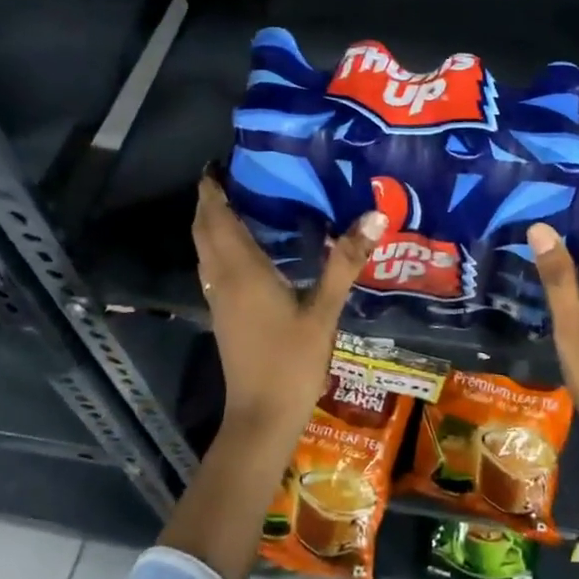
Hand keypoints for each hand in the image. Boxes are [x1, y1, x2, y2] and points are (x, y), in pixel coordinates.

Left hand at [192, 175, 385, 442]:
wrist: (261, 417)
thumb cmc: (291, 361)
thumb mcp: (325, 310)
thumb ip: (345, 262)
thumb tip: (374, 216)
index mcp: (241, 269)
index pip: (215, 216)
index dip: (212, 187)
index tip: (221, 161)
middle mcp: (222, 278)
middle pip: (204, 229)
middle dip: (211, 199)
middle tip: (236, 175)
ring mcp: (218, 299)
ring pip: (205, 249)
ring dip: (213, 222)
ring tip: (242, 201)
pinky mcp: (223, 315)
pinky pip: (213, 266)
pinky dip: (220, 245)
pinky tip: (249, 248)